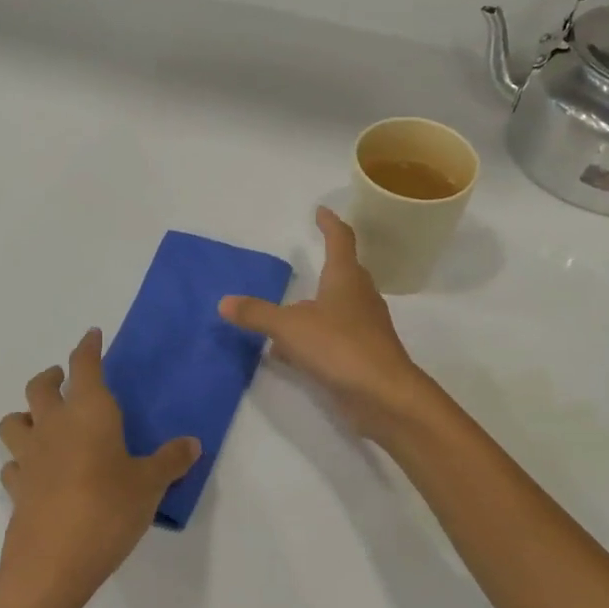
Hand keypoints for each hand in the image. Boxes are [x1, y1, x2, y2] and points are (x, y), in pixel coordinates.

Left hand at [0, 329, 199, 607]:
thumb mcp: (150, 485)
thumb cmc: (107, 511)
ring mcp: (30, 458)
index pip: (85, 366)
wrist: (51, 566)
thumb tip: (192, 444)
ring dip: (26, 413)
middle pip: (39, 387)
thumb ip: (171, 461)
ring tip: (42, 420)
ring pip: (14, 421)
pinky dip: (23, 459)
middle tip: (64, 378)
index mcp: (89, 413)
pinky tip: (37, 470)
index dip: (87, 347)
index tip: (92, 334)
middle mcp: (54, 426)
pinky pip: (13, 464)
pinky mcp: (17, 490)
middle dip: (52, 376)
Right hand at [219, 207, 435, 438]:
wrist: (384, 396)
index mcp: (346, 278)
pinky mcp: (363, 355)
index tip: (321, 211)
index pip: (340, 240)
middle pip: (345, 272)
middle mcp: (360, 297)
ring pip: (339, 307)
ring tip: (288, 310)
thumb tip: (224, 302)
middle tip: (309, 259)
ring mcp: (365, 327)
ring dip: (317, 306)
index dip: (330, 224)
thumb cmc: (340, 347)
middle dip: (328, 265)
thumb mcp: (290, 327)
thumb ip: (257, 314)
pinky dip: (314, 337)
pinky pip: (334, 337)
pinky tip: (290, 352)